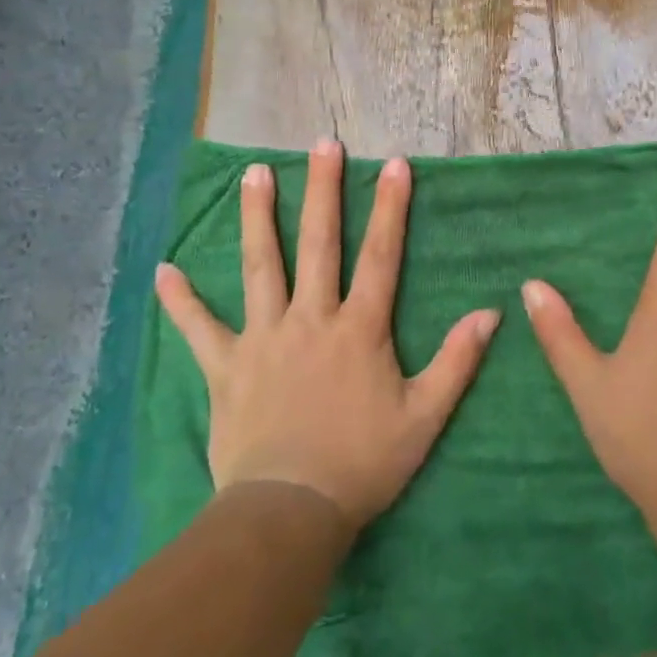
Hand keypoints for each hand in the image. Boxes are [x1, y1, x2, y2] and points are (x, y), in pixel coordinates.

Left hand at [154, 140, 499, 528]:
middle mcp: (311, 319)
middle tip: (322, 144)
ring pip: (261, 267)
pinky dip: (181, 301)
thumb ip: (457, 361)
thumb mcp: (425, 416)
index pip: (381, 255)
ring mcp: (264, 338)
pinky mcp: (226, 367)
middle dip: (322, 190)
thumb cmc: (363, 463)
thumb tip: (492, 313)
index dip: (390, 208)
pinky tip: (163, 270)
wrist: (290, 513)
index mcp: (359, 328)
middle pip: (317, 244)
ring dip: (258, 218)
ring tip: (254, 173)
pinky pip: (200, 329)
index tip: (395, 164)